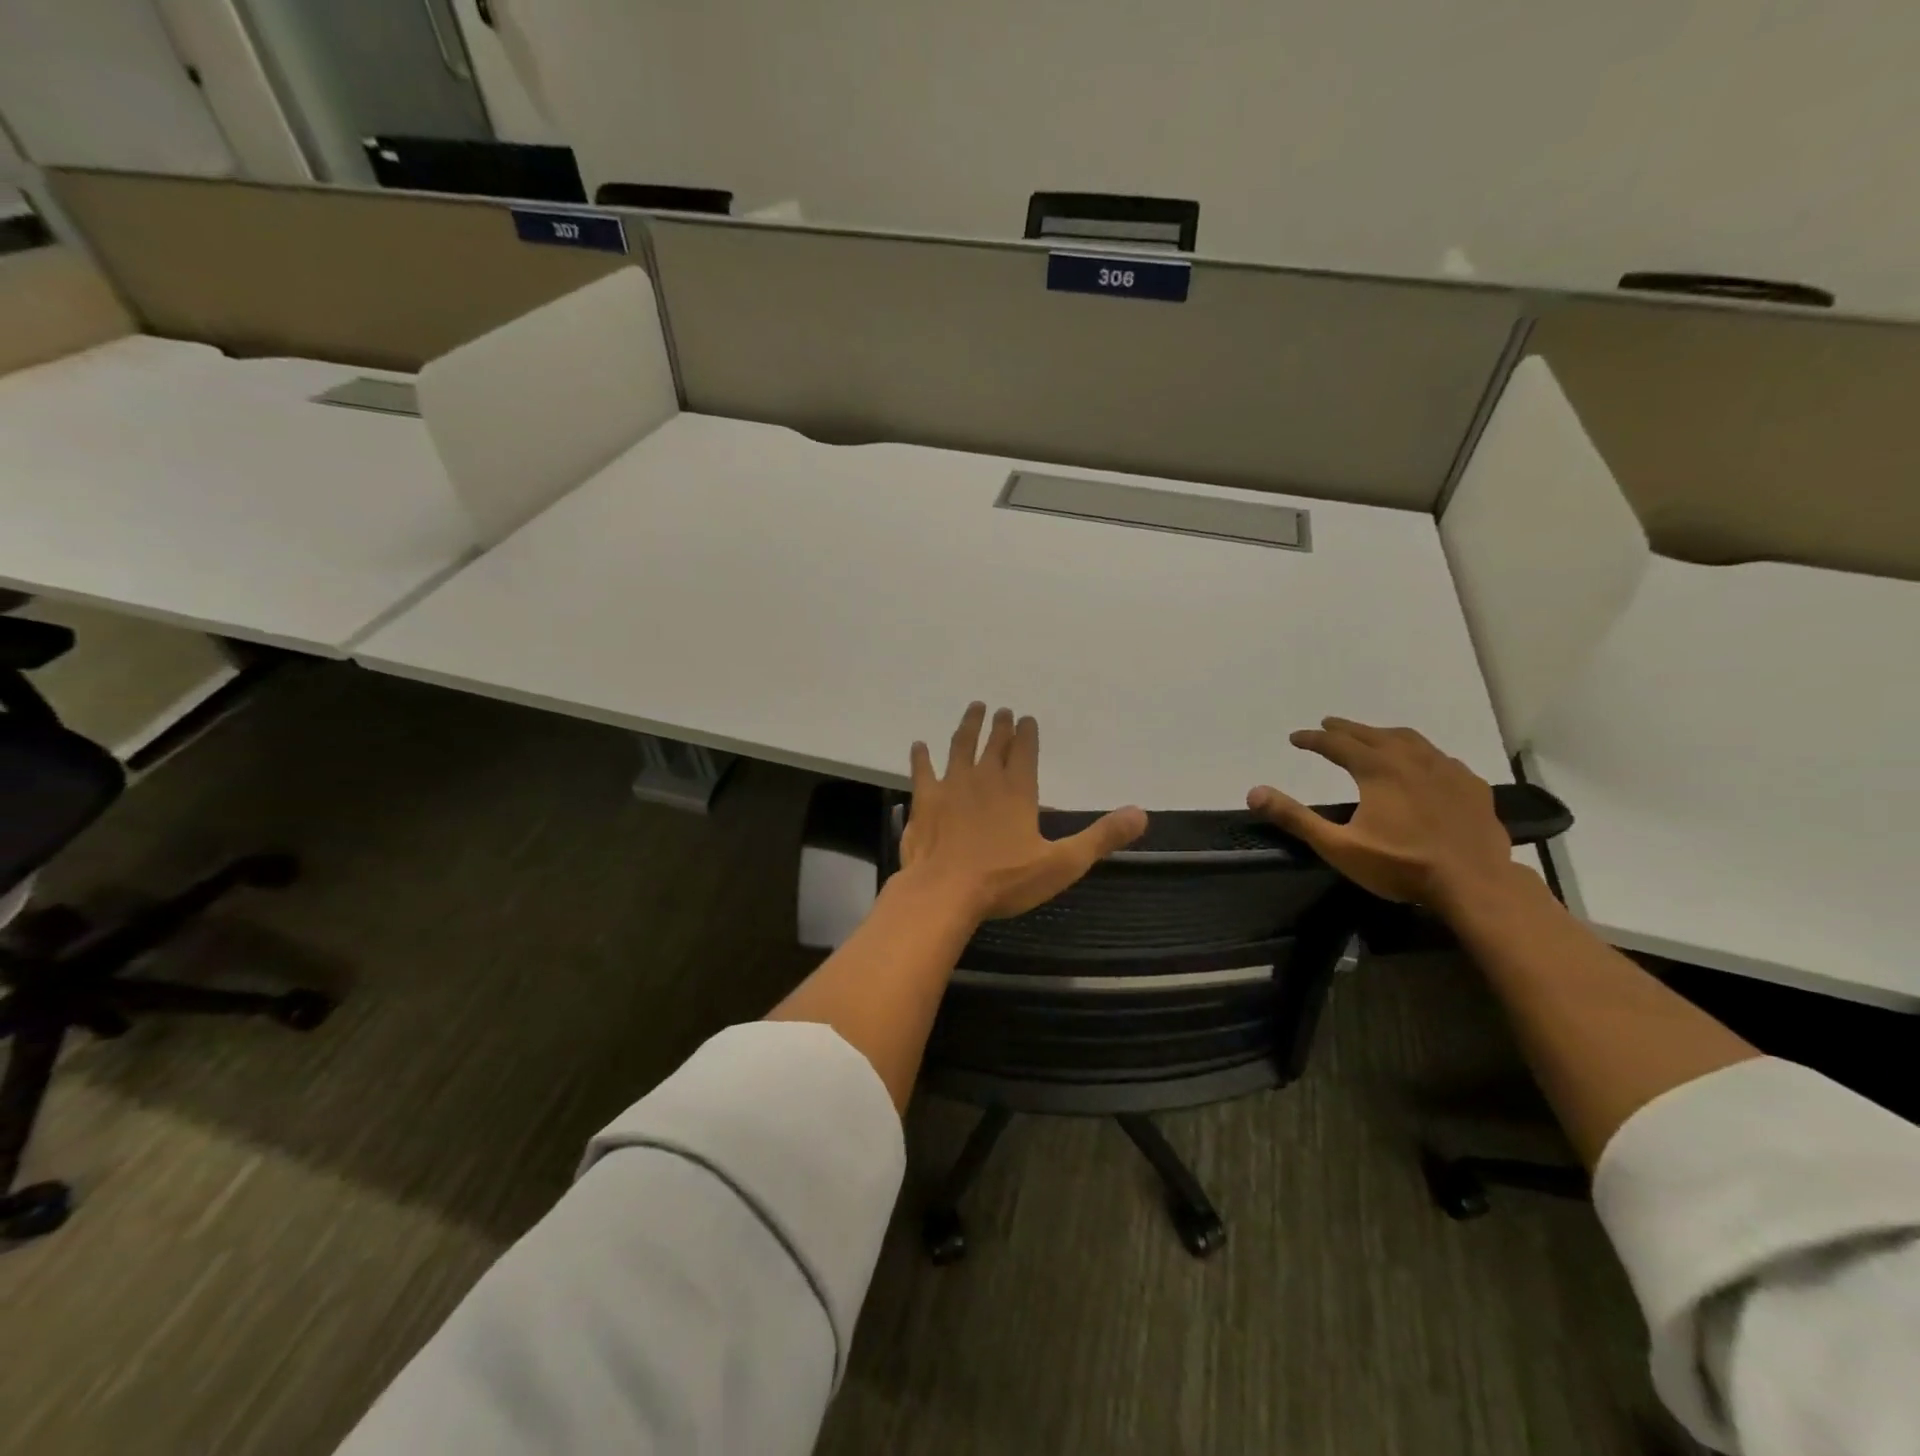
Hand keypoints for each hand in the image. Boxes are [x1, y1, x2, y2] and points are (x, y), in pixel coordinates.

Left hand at [901, 703, 1146, 921]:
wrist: (944, 891)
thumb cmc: (1004, 880)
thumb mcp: (1062, 864)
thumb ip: (1100, 837)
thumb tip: (1141, 813)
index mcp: (1018, 791)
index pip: (1025, 752)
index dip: (1027, 734)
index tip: (1025, 718)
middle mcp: (984, 779)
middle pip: (993, 744)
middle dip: (999, 726)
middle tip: (1001, 709)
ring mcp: (951, 786)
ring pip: (960, 747)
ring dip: (967, 727)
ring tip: (974, 709)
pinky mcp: (924, 800)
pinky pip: (922, 770)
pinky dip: (921, 757)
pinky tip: (919, 745)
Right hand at [1247, 718, 1511, 908]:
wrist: (1475, 883)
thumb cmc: (1401, 865)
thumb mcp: (1338, 846)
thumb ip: (1295, 818)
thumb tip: (1253, 792)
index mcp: (1377, 769)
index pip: (1337, 744)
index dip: (1313, 739)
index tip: (1296, 737)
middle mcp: (1411, 759)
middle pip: (1372, 734)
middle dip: (1346, 728)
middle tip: (1327, 725)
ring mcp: (1446, 770)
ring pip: (1410, 739)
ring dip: (1383, 734)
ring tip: (1372, 736)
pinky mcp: (1472, 786)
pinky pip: (1440, 757)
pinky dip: (1420, 753)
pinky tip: (1423, 764)